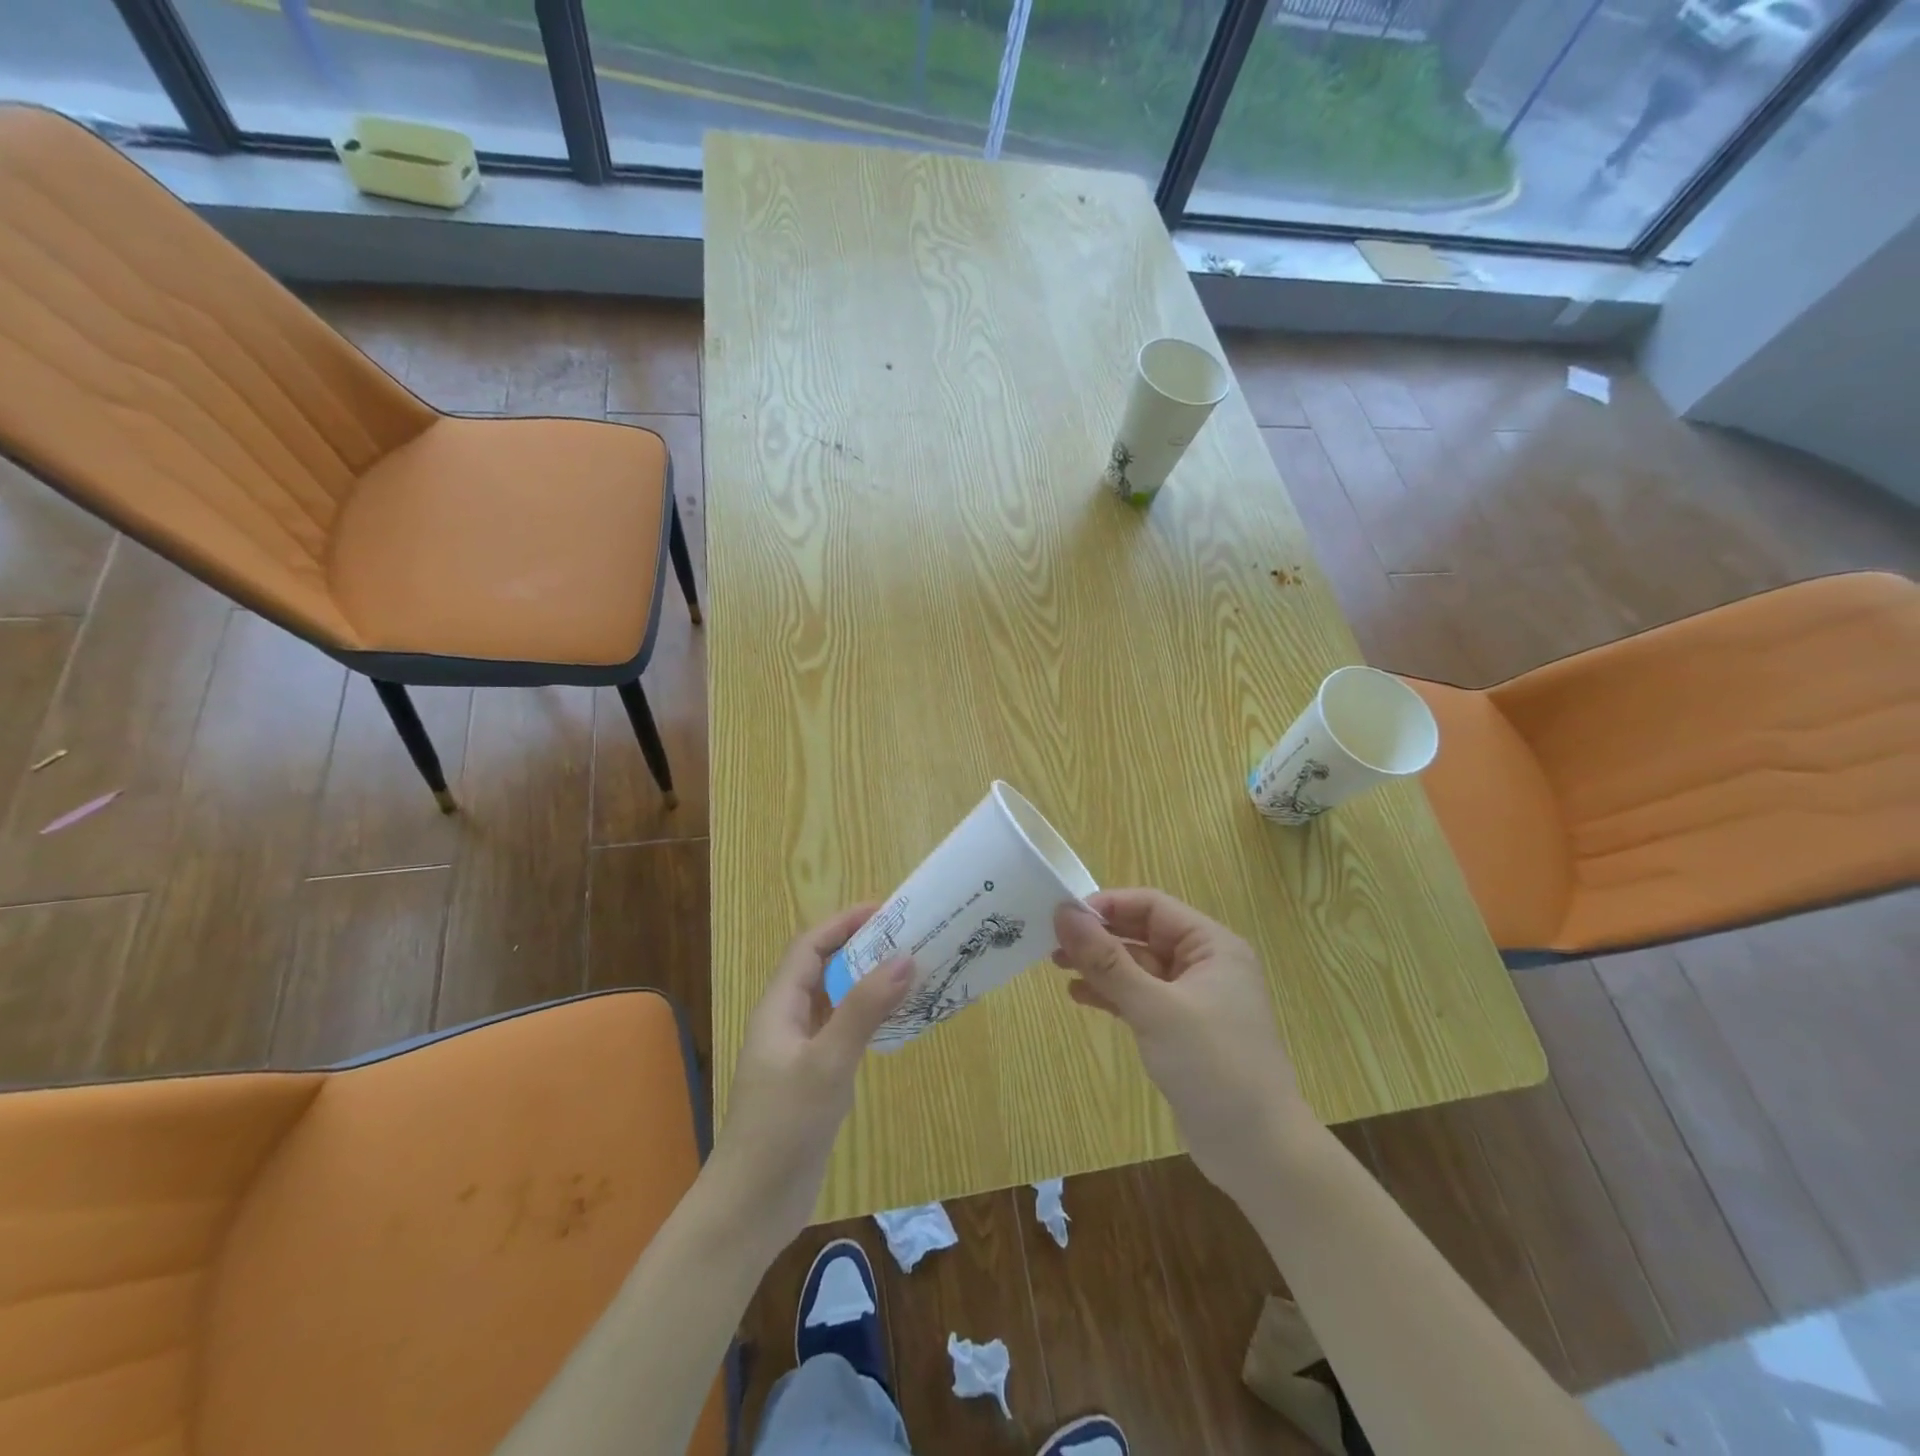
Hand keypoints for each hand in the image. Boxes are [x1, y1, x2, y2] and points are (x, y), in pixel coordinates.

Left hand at [709, 905, 911, 1250]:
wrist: (752, 1206)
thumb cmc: (783, 1127)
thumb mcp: (827, 1063)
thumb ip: (864, 1009)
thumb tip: (905, 957)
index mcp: (779, 1007)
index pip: (810, 947)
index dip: (844, 923)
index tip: (887, 911)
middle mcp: (787, 1021)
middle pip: (824, 969)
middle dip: (861, 948)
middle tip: (908, 938)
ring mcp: (799, 1052)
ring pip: (835, 1001)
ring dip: (867, 983)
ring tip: (910, 972)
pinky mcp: (813, 1079)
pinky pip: (842, 1032)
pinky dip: (868, 1018)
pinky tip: (895, 1023)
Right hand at [1054, 889, 1309, 1203]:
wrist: (1259, 1152)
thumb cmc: (1213, 1066)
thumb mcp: (1154, 1008)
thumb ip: (1107, 960)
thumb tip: (1064, 914)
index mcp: (1212, 946)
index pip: (1152, 906)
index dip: (1107, 906)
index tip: (1063, 917)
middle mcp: (1206, 964)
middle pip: (1143, 934)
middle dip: (1099, 937)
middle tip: (1052, 944)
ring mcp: (1195, 1000)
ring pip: (1139, 967)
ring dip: (1101, 965)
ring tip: (1057, 967)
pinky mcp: (1183, 1031)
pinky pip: (1141, 998)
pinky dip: (1112, 994)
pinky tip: (1080, 997)